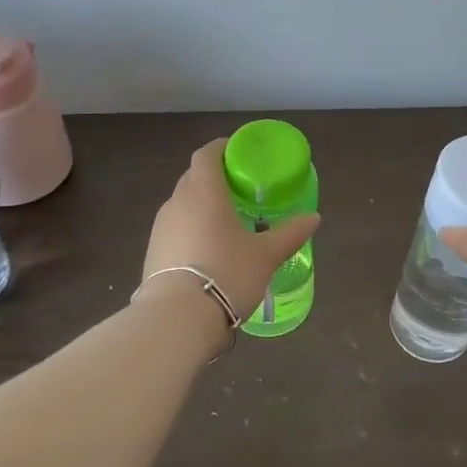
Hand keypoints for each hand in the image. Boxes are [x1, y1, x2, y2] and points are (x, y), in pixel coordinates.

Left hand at [142, 139, 321, 320]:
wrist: (177, 318)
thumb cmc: (226, 273)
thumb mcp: (265, 255)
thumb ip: (289, 233)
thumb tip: (314, 218)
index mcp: (204, 191)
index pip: (207, 154)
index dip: (222, 148)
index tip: (240, 154)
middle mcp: (177, 202)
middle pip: (194, 177)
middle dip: (215, 177)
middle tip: (240, 189)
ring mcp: (160, 228)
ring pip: (183, 204)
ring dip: (201, 205)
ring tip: (226, 221)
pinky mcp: (152, 252)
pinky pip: (175, 228)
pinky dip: (191, 229)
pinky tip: (208, 249)